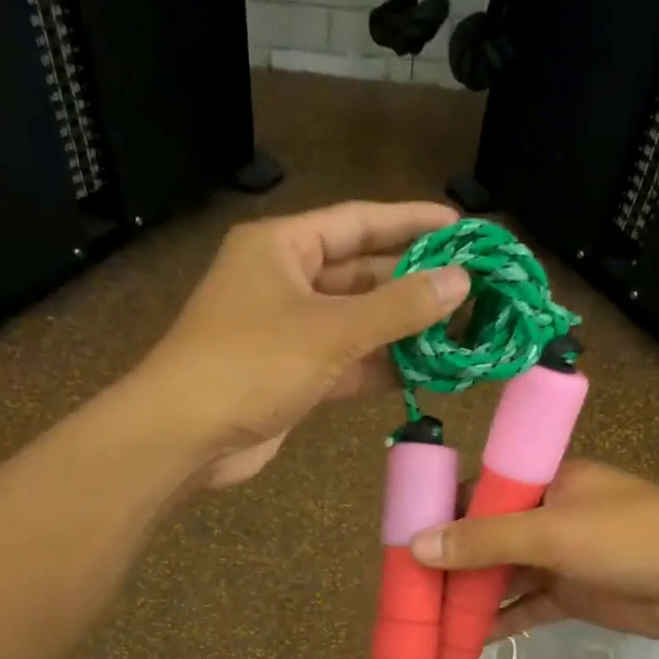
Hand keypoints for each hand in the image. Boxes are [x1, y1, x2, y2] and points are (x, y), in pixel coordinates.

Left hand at [132, 200, 468, 487]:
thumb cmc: (251, 364)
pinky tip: (424, 372)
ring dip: (401, 330)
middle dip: (413, 283)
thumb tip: (462, 282)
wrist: (186, 436)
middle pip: (360, 274)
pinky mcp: (292, 377)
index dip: (410, 222)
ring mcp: (287, 333)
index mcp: (282, 247)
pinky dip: (379, 367)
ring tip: (460, 332)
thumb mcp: (330, 330)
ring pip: (356, 323)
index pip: (357, 222)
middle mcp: (284, 282)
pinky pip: (345, 363)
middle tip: (472, 289)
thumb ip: (398, 307)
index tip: (461, 228)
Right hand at [408, 461, 658, 640]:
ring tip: (427, 622)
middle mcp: (549, 516)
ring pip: (504, 577)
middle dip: (451, 564)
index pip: (480, 493)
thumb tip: (417, 546)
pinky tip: (466, 643)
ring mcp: (562, 558)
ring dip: (470, 598)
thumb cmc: (633, 536)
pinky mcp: (575, 595)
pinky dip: (500, 622)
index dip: (442, 515)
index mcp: (547, 482)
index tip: (403, 542)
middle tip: (407, 591)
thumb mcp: (553, 532)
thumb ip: (485, 541)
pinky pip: (526, 607)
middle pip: (487, 539)